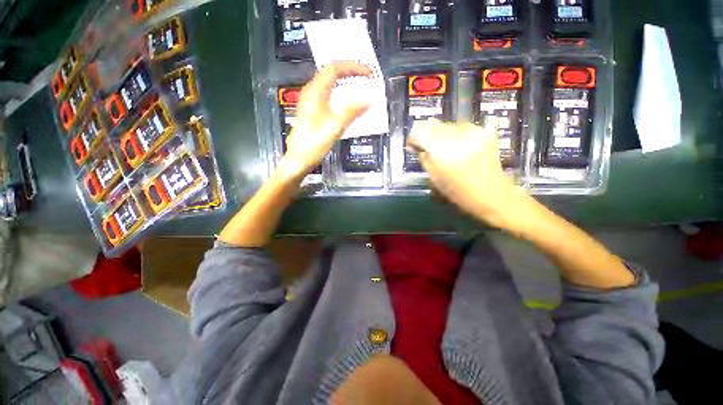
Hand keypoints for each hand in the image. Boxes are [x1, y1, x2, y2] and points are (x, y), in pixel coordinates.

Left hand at [281, 62, 371, 177]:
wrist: (298, 159)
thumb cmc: (314, 144)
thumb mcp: (334, 128)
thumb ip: (351, 112)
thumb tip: (369, 100)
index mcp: (315, 92)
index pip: (334, 69)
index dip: (353, 67)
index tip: (369, 73)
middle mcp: (311, 92)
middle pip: (331, 72)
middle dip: (350, 70)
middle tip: (366, 76)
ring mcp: (310, 100)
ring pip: (329, 82)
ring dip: (345, 80)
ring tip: (359, 83)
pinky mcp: (312, 109)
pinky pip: (327, 92)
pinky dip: (340, 91)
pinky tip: (346, 99)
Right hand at [407, 120, 530, 230]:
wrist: (493, 194)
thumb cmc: (459, 192)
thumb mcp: (434, 178)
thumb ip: (424, 158)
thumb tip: (416, 146)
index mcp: (443, 150)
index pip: (421, 131)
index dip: (413, 137)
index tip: (412, 145)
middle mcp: (458, 135)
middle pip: (433, 124)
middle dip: (425, 134)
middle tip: (424, 147)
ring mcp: (473, 131)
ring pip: (446, 124)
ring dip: (439, 134)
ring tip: (441, 148)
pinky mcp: (484, 132)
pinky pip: (461, 127)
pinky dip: (453, 135)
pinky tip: (456, 146)